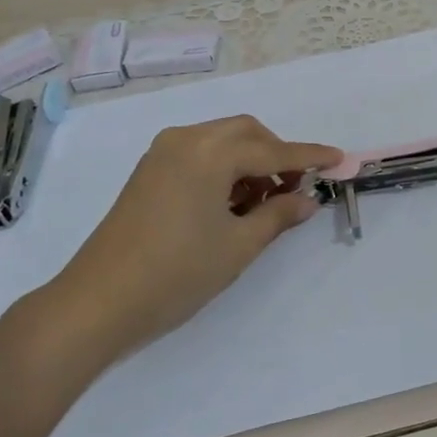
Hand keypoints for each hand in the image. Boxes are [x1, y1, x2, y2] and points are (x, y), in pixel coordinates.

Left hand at [58, 115, 341, 345]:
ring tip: (264, 202)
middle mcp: (186, 140)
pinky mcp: (149, 172)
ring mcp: (163, 154)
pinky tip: (232, 202)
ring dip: (250, 161)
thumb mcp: (238, 246)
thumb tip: (306, 200)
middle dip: (277, 154)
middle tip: (295, 188)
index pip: (273, 150)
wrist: (96, 303)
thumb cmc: (176, 273)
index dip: (310, 157)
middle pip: (246, 133)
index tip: (340, 159)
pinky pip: (200, 154)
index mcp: (211, 152)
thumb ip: (278, 215)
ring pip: (222, 141)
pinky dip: (224, 168)